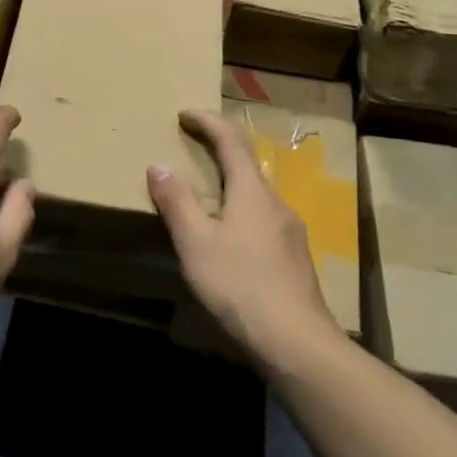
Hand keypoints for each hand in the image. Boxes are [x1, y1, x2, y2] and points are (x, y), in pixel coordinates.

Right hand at [148, 109, 341, 363]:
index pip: (230, 140)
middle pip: (247, 162)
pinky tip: (231, 234)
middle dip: (220, 147)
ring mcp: (290, 229)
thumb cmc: (240, 286)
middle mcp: (275, 201)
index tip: (185, 113)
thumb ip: (177, 202)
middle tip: (192, 144)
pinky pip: (264, 215)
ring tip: (207, 190)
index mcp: (251, 191)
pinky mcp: (295, 256)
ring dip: (231, 179)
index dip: (208, 121)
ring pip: (257, 191)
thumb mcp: (196, 243)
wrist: (297, 342)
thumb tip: (159, 165)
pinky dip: (241, 206)